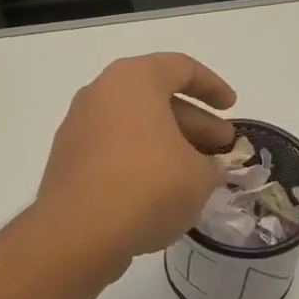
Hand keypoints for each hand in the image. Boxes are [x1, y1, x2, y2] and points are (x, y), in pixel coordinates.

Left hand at [36, 54, 236, 272]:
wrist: (79, 231)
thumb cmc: (149, 185)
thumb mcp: (199, 175)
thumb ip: (209, 164)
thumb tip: (204, 166)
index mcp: (133, 80)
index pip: (180, 68)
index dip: (212, 86)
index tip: (232, 108)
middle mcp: (100, 94)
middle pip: (155, 98)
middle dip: (193, 121)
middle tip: (222, 145)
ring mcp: (78, 127)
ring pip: (133, 126)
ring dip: (167, 143)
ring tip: (195, 173)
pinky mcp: (67, 161)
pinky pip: (112, 150)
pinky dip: (139, 161)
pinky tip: (160, 191)